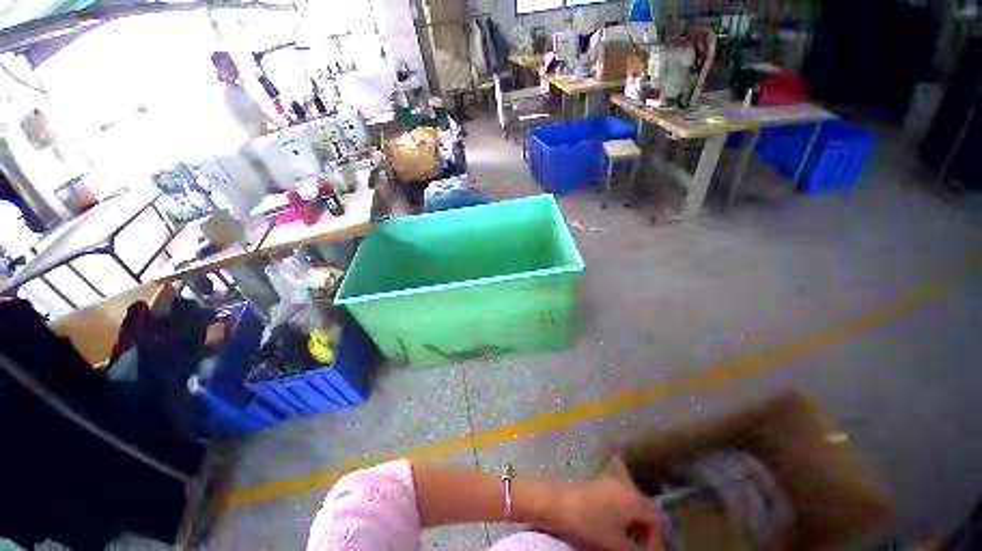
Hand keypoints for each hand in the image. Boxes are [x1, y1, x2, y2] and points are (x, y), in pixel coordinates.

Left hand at [551, 458, 661, 550]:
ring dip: (631, 520)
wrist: (560, 505)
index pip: (656, 519)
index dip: (653, 539)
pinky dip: (619, 510)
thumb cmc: (591, 526)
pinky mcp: (597, 481)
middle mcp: (625, 485)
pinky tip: (609, 523)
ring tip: (621, 537)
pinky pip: (617, 496)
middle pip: (644, 508)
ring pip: (630, 502)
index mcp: (634, 499)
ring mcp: (610, 480)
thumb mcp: (618, 546)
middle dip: (643, 529)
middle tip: (632, 546)